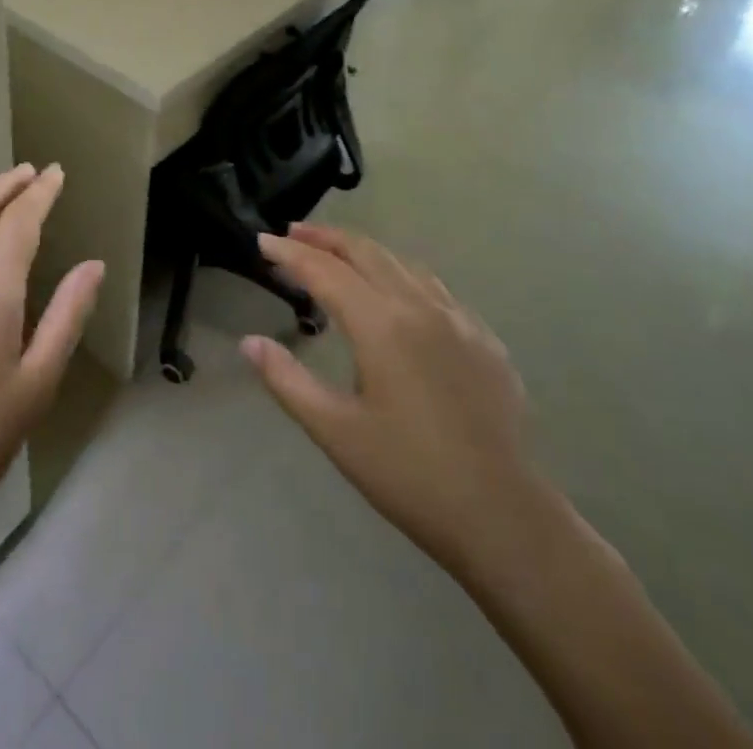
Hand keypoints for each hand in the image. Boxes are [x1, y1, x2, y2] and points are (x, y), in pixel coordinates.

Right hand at [242, 223, 540, 573]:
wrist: (504, 517)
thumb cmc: (409, 475)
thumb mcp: (335, 431)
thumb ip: (287, 380)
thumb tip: (248, 342)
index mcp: (380, 324)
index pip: (324, 271)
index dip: (289, 253)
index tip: (261, 242)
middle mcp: (419, 306)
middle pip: (365, 251)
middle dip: (325, 238)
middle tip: (292, 234)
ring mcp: (458, 319)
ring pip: (402, 263)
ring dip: (363, 251)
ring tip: (336, 255)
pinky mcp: (484, 339)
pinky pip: (434, 288)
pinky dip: (401, 275)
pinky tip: (396, 293)